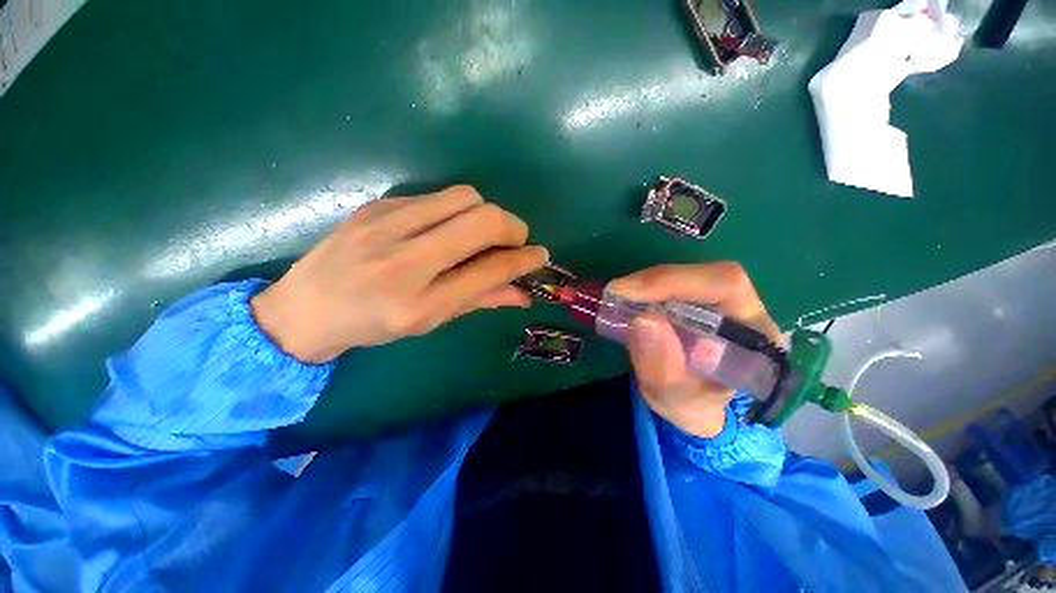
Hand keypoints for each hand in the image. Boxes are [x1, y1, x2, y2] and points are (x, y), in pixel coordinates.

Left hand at [252, 186, 547, 362]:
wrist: (304, 308)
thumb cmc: (373, 325)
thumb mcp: (430, 321)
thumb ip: (480, 301)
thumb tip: (523, 293)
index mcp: (420, 303)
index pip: (490, 270)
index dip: (524, 260)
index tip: (540, 255)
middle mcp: (405, 260)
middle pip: (483, 220)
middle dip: (513, 227)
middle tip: (515, 241)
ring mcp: (388, 225)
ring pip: (464, 197)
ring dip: (486, 214)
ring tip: (481, 233)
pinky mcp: (378, 205)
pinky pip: (437, 196)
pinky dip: (456, 210)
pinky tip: (446, 228)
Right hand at [608, 263, 780, 438]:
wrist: (695, 405)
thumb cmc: (692, 406)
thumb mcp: (673, 399)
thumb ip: (661, 368)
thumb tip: (643, 319)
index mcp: (755, 335)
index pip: (725, 286)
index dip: (675, 282)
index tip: (628, 293)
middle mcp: (746, 309)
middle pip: (704, 275)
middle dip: (655, 282)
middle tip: (616, 294)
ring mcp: (722, 302)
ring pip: (687, 275)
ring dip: (647, 284)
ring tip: (619, 299)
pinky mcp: (700, 300)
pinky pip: (674, 283)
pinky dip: (646, 289)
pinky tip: (629, 300)